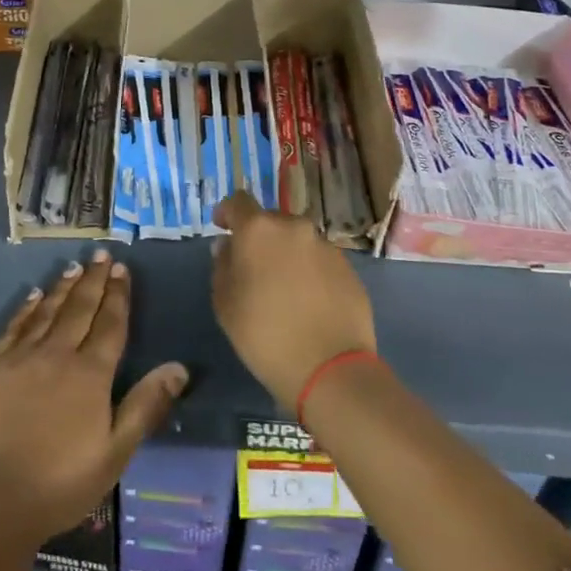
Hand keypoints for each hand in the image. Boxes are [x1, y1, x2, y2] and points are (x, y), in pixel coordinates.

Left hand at [0, 250, 187, 543]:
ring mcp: (20, 358)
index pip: (110, 324)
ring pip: (47, 312)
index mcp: (90, 375)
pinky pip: (14, 327)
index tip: (122, 269)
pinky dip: (27, 309)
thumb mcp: (115, 453)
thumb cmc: (60, 483)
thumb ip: (145, 406)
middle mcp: (57, 355)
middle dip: (94, 280)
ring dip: (63, 287)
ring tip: (75, 267)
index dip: (118, 295)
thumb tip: (179, 367)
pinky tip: (34, 296)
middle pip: (80, 309)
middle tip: (102, 254)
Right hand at [211, 191, 376, 409]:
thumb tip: (228, 247)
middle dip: (259, 237)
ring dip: (286, 254)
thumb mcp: (224, 303)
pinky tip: (308, 301)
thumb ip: (222, 266)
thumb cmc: (264, 334)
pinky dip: (310, 271)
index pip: (238, 202)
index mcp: (259, 229)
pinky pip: (320, 260)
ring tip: (283, 287)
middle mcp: (294, 227)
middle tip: (253, 267)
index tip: (222, 228)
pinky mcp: (349, 268)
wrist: (329, 369)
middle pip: (271, 220)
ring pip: (298, 240)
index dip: (227, 213)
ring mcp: (326, 246)